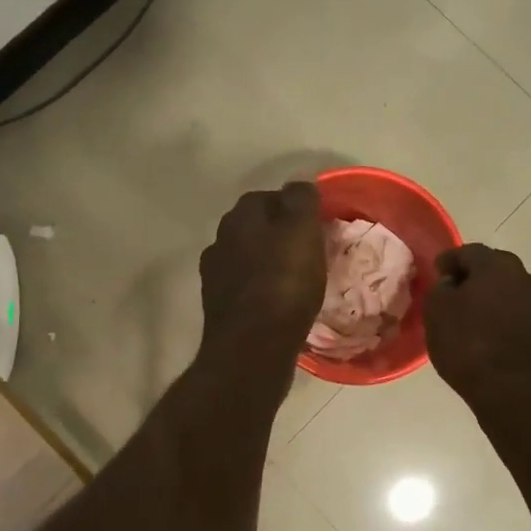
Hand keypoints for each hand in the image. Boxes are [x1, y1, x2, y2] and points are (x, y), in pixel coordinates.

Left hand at [200, 182, 325, 359]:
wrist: (253, 346)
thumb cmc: (283, 282)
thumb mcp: (302, 232)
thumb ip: (301, 200)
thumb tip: (298, 185)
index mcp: (240, 217)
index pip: (268, 197)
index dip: (293, 207)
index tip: (315, 224)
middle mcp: (220, 239)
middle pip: (254, 227)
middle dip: (278, 234)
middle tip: (308, 250)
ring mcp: (215, 274)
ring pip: (247, 257)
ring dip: (267, 261)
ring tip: (295, 278)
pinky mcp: (218, 306)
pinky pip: (245, 287)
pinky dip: (261, 288)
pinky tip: (278, 302)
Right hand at [424, 244, 530, 403]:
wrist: (511, 392)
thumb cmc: (467, 344)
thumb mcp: (436, 311)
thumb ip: (440, 288)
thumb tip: (451, 283)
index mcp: (496, 265)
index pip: (467, 251)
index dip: (448, 261)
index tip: (435, 272)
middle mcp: (523, 276)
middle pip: (492, 267)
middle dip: (471, 276)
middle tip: (451, 291)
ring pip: (506, 290)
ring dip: (488, 296)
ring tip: (469, 314)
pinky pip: (515, 312)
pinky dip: (500, 315)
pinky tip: (486, 332)